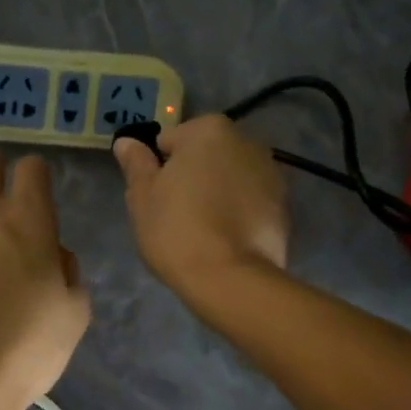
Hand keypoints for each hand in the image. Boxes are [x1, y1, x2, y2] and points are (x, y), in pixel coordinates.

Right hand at [113, 114, 288, 294]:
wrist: (230, 279)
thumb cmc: (176, 229)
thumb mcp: (142, 196)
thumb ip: (136, 163)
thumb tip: (127, 141)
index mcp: (209, 130)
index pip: (171, 140)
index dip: (159, 167)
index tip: (156, 195)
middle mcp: (247, 142)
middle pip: (206, 155)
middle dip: (193, 175)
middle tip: (176, 212)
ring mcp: (272, 174)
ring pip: (231, 177)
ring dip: (218, 192)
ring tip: (203, 229)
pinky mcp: (284, 207)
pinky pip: (250, 202)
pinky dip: (239, 212)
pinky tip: (226, 239)